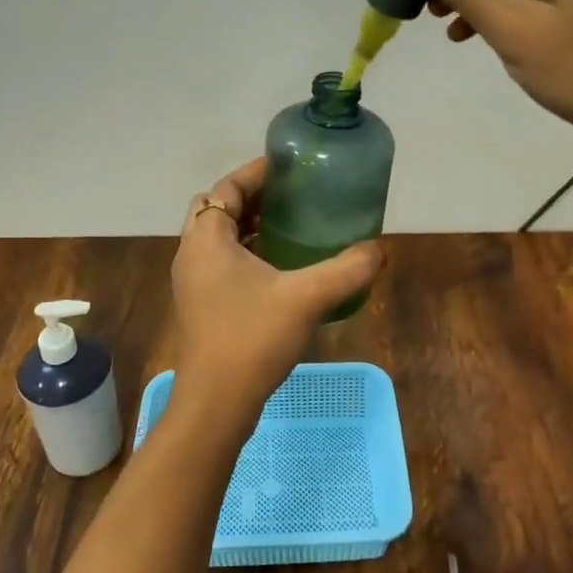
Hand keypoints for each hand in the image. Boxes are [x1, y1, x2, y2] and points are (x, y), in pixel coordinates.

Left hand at [169, 158, 383, 433]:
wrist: (216, 403)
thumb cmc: (252, 339)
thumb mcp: (306, 298)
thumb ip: (346, 270)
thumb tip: (379, 250)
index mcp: (206, 239)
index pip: (225, 188)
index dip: (255, 173)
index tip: (287, 168)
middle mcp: (192, 254)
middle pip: (217, 208)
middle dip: (251, 197)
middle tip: (290, 196)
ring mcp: (193, 282)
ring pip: (218, 237)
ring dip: (248, 226)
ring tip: (290, 225)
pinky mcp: (201, 305)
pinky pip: (221, 262)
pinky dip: (246, 252)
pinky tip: (280, 268)